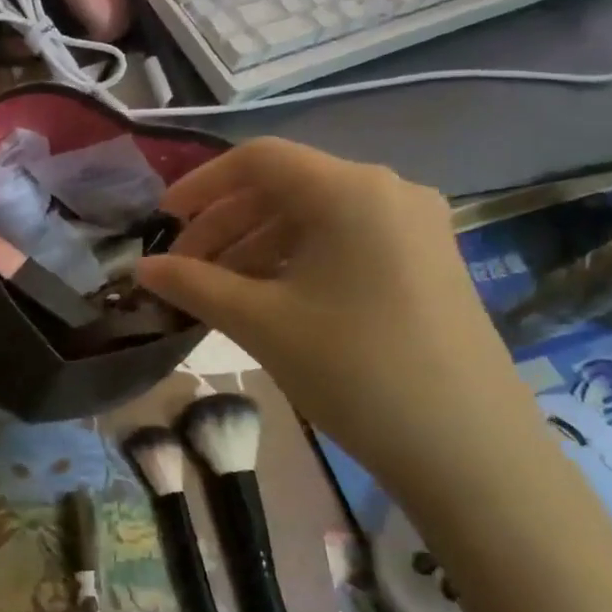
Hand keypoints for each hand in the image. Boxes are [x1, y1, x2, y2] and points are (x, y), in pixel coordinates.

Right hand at [135, 140, 557, 531]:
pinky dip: (295, 260)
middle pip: (285, 188)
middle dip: (224, 223)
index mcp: (350, 189)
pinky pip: (343, 241)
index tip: (162, 220)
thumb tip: (140, 268)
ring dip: (256, 245)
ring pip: (313, 217)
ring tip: (217, 290)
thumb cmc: (355, 371)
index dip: (201, 185)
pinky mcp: (425, 261)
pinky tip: (268, 298)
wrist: (470, 451)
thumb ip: (193, 284)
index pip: (258, 160)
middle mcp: (387, 191)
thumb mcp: (261, 322)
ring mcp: (413, 227)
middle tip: (183, 268)